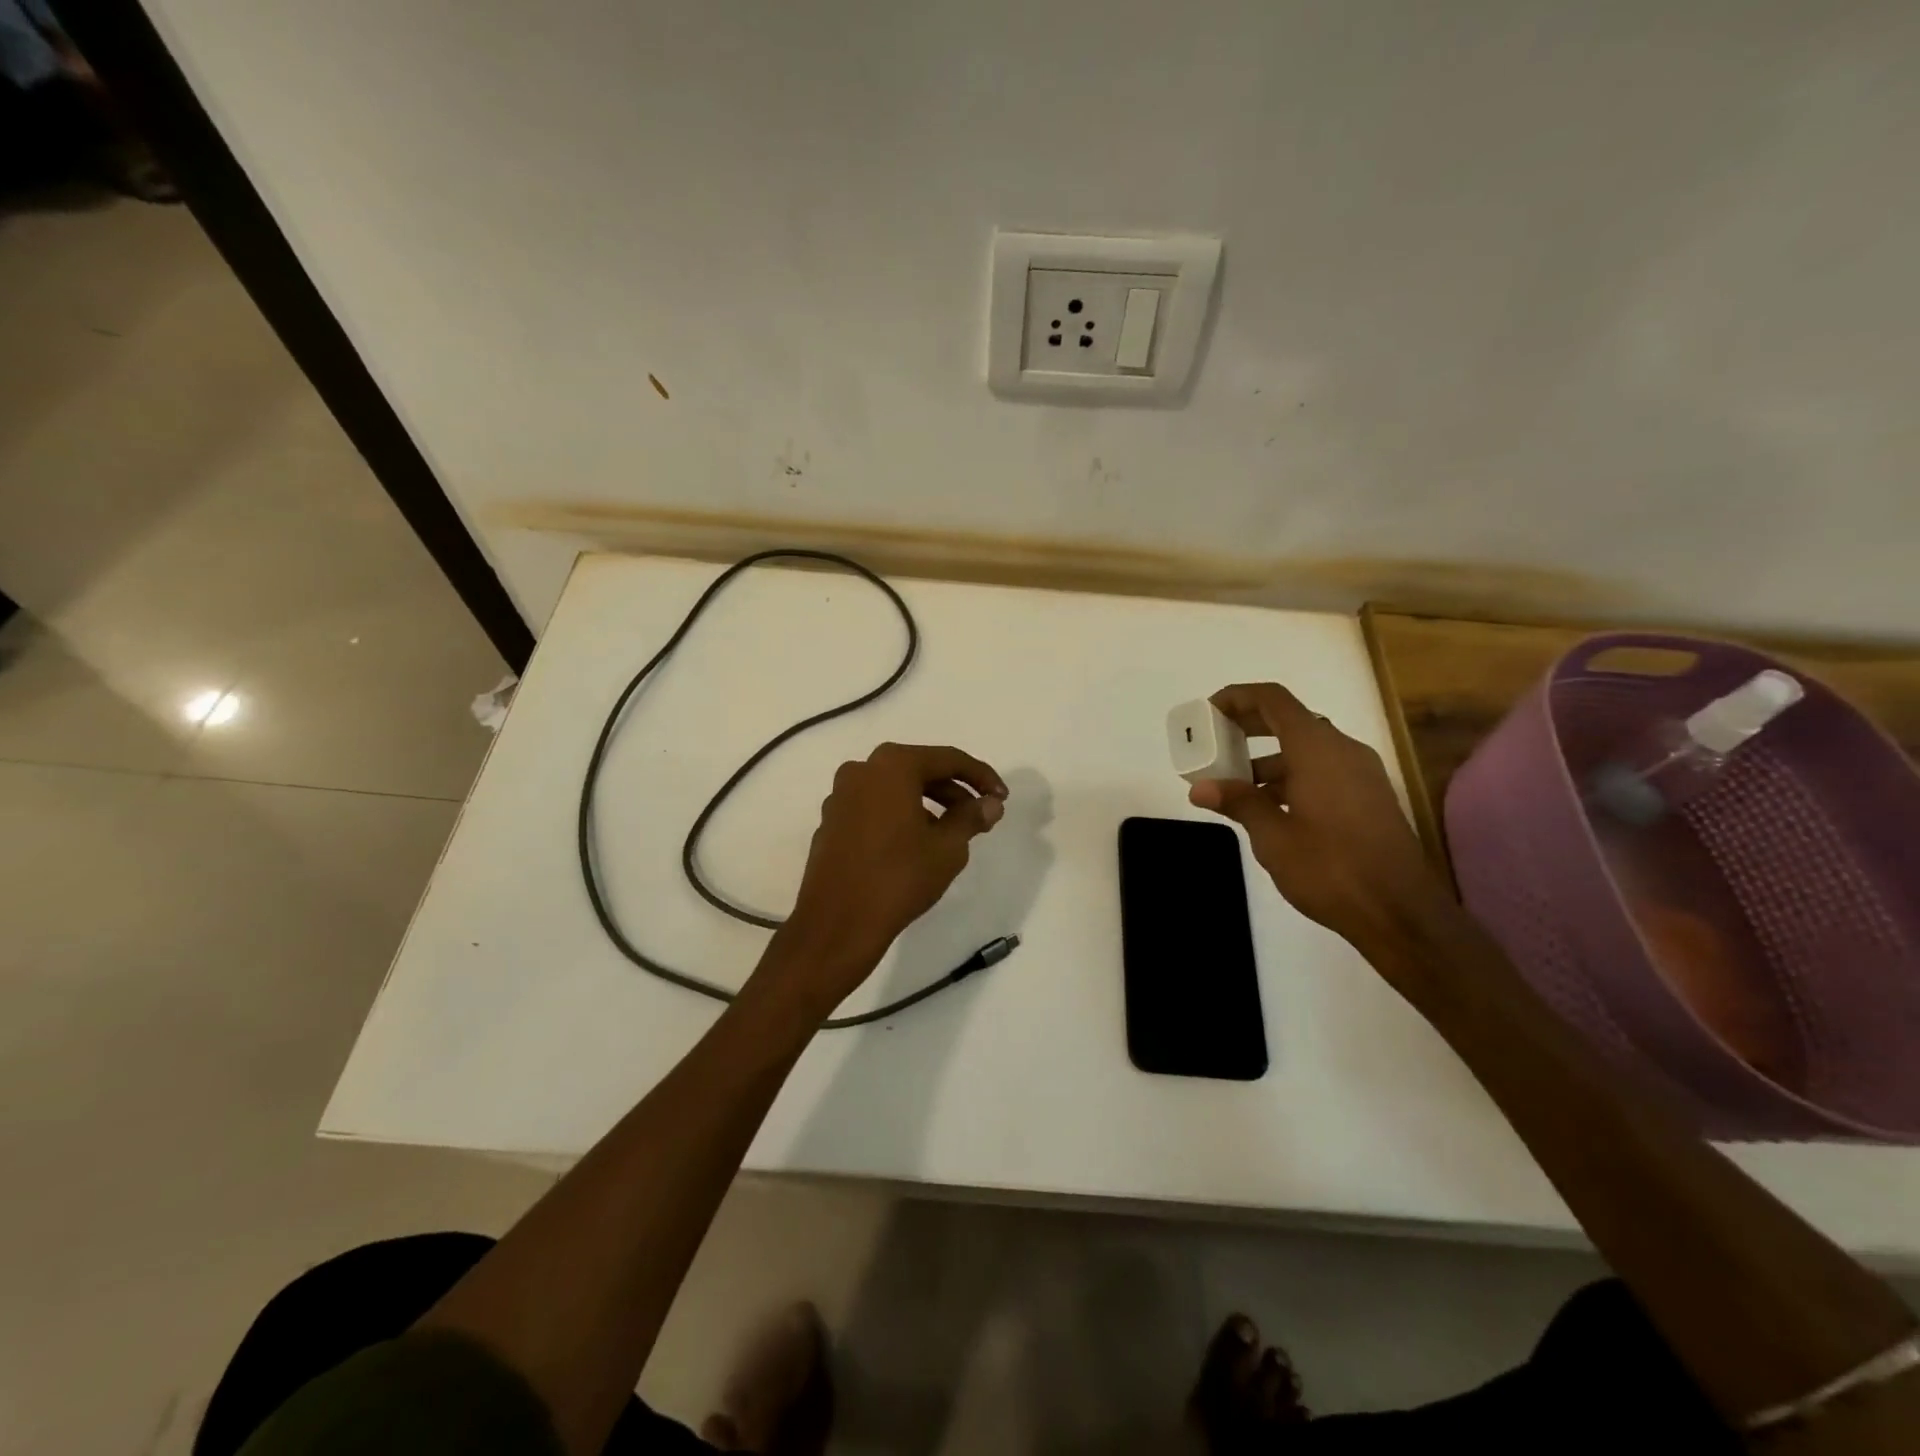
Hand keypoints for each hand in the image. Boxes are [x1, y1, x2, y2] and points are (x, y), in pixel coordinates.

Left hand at [780, 743, 1007, 1000]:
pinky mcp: (831, 821)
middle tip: (980, 816)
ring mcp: (841, 796)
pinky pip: (875, 807)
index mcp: (892, 765)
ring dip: (928, 804)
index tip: (1003, 797)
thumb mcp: (948, 848)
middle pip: (919, 770)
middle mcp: (862, 770)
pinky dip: (900, 815)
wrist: (837, 923)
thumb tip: (990, 803)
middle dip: (954, 791)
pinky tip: (916, 843)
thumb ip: (972, 817)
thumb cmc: (899, 878)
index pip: (948, 759)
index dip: (981, 776)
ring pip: (895, 789)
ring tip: (952, 833)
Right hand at [1188, 683, 1444, 952]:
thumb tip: (1200, 788)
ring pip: (1307, 749)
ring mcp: (1361, 773)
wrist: (1400, 912)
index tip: (1209, 712)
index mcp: (1317, 749)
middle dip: (1250, 726)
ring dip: (1269, 758)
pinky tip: (1270, 807)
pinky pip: (1324, 769)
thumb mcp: (1273, 837)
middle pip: (1290, 720)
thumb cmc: (1330, 868)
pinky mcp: (1369, 797)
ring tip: (1234, 784)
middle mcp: (1343, 750)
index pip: (1274, 700)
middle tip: (1215, 742)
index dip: (1238, 697)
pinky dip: (1292, 776)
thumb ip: (1238, 803)